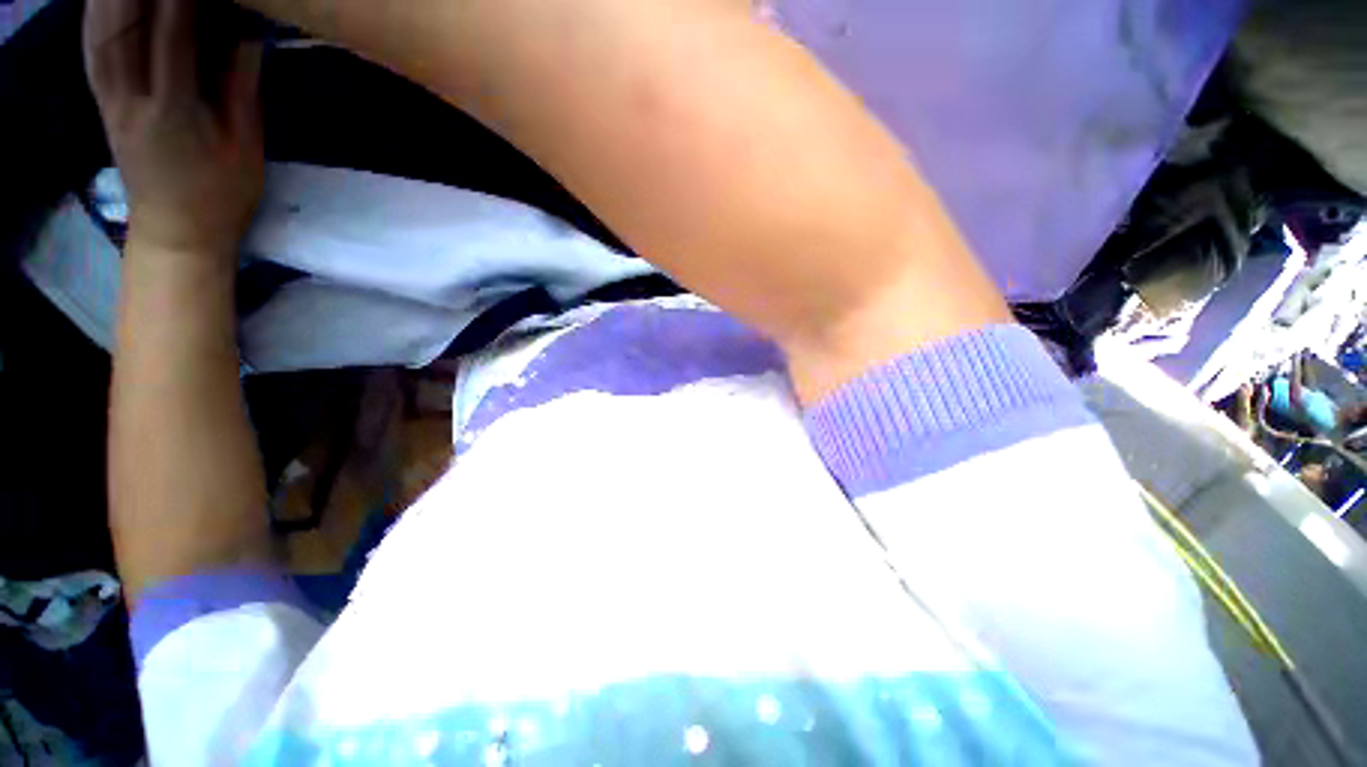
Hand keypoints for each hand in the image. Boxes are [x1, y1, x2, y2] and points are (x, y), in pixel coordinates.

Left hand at [84, 0, 263, 257]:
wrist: (178, 231)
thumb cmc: (221, 193)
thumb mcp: (245, 147)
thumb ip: (240, 90)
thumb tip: (245, 36)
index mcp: (173, 111)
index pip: (172, 38)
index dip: (180, 0)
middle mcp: (132, 100)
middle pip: (123, 29)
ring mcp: (111, 102)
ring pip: (99, 35)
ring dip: (111, 0)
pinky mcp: (104, 105)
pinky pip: (93, 52)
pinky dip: (95, 18)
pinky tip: (106, 2)